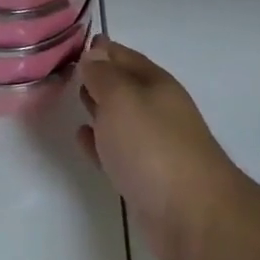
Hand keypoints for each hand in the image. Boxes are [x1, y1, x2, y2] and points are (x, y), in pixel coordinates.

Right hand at [76, 39, 247, 259]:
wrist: (192, 216)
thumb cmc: (153, 147)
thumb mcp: (122, 99)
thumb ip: (104, 75)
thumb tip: (93, 52)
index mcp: (156, 84)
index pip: (124, 56)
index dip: (101, 49)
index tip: (75, 44)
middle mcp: (157, 109)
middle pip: (124, 85)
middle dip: (99, 76)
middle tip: (67, 69)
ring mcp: (153, 145)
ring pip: (119, 117)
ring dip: (98, 106)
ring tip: (72, 97)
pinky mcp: (145, 178)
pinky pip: (116, 150)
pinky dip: (98, 141)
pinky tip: (81, 137)